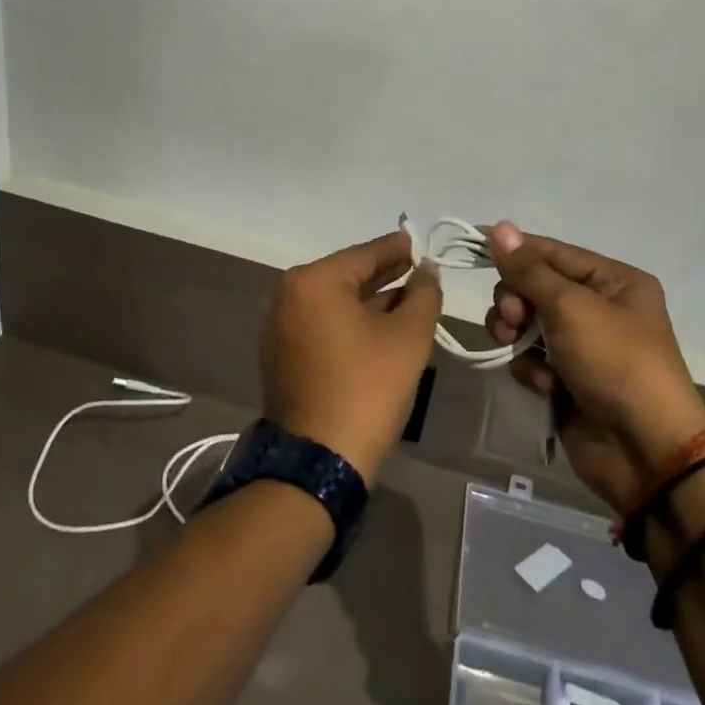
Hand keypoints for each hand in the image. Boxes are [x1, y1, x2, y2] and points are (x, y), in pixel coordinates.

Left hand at [260, 231, 442, 485]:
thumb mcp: (408, 337)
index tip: (420, 243)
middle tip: (417, 270)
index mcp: (313, 281)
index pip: (364, 254)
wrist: (318, 461)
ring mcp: (278, 326)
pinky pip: (321, 324)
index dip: (397, 249)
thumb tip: (426, 271)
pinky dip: (348, 321)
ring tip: (406, 298)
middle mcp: (287, 295)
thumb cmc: (366, 388)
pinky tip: (377, 327)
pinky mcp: (280, 354)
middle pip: (346, 276)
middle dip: (384, 275)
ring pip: (334, 302)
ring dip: (368, 300)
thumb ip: (423, 294)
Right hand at [484, 222, 704, 511]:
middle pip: (535, 287)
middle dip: (515, 300)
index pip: (553, 252)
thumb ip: (529, 269)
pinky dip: (531, 369)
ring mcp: (583, 346)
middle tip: (512, 317)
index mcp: (614, 281)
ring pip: (527, 323)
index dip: (515, 249)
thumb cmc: (616, 362)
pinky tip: (545, 385)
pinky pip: (532, 359)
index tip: (475, 244)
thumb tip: (500, 225)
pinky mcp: (568, 380)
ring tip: (515, 347)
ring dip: (516, 333)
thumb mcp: (571, 307)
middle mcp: (600, 308)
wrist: (646, 453)